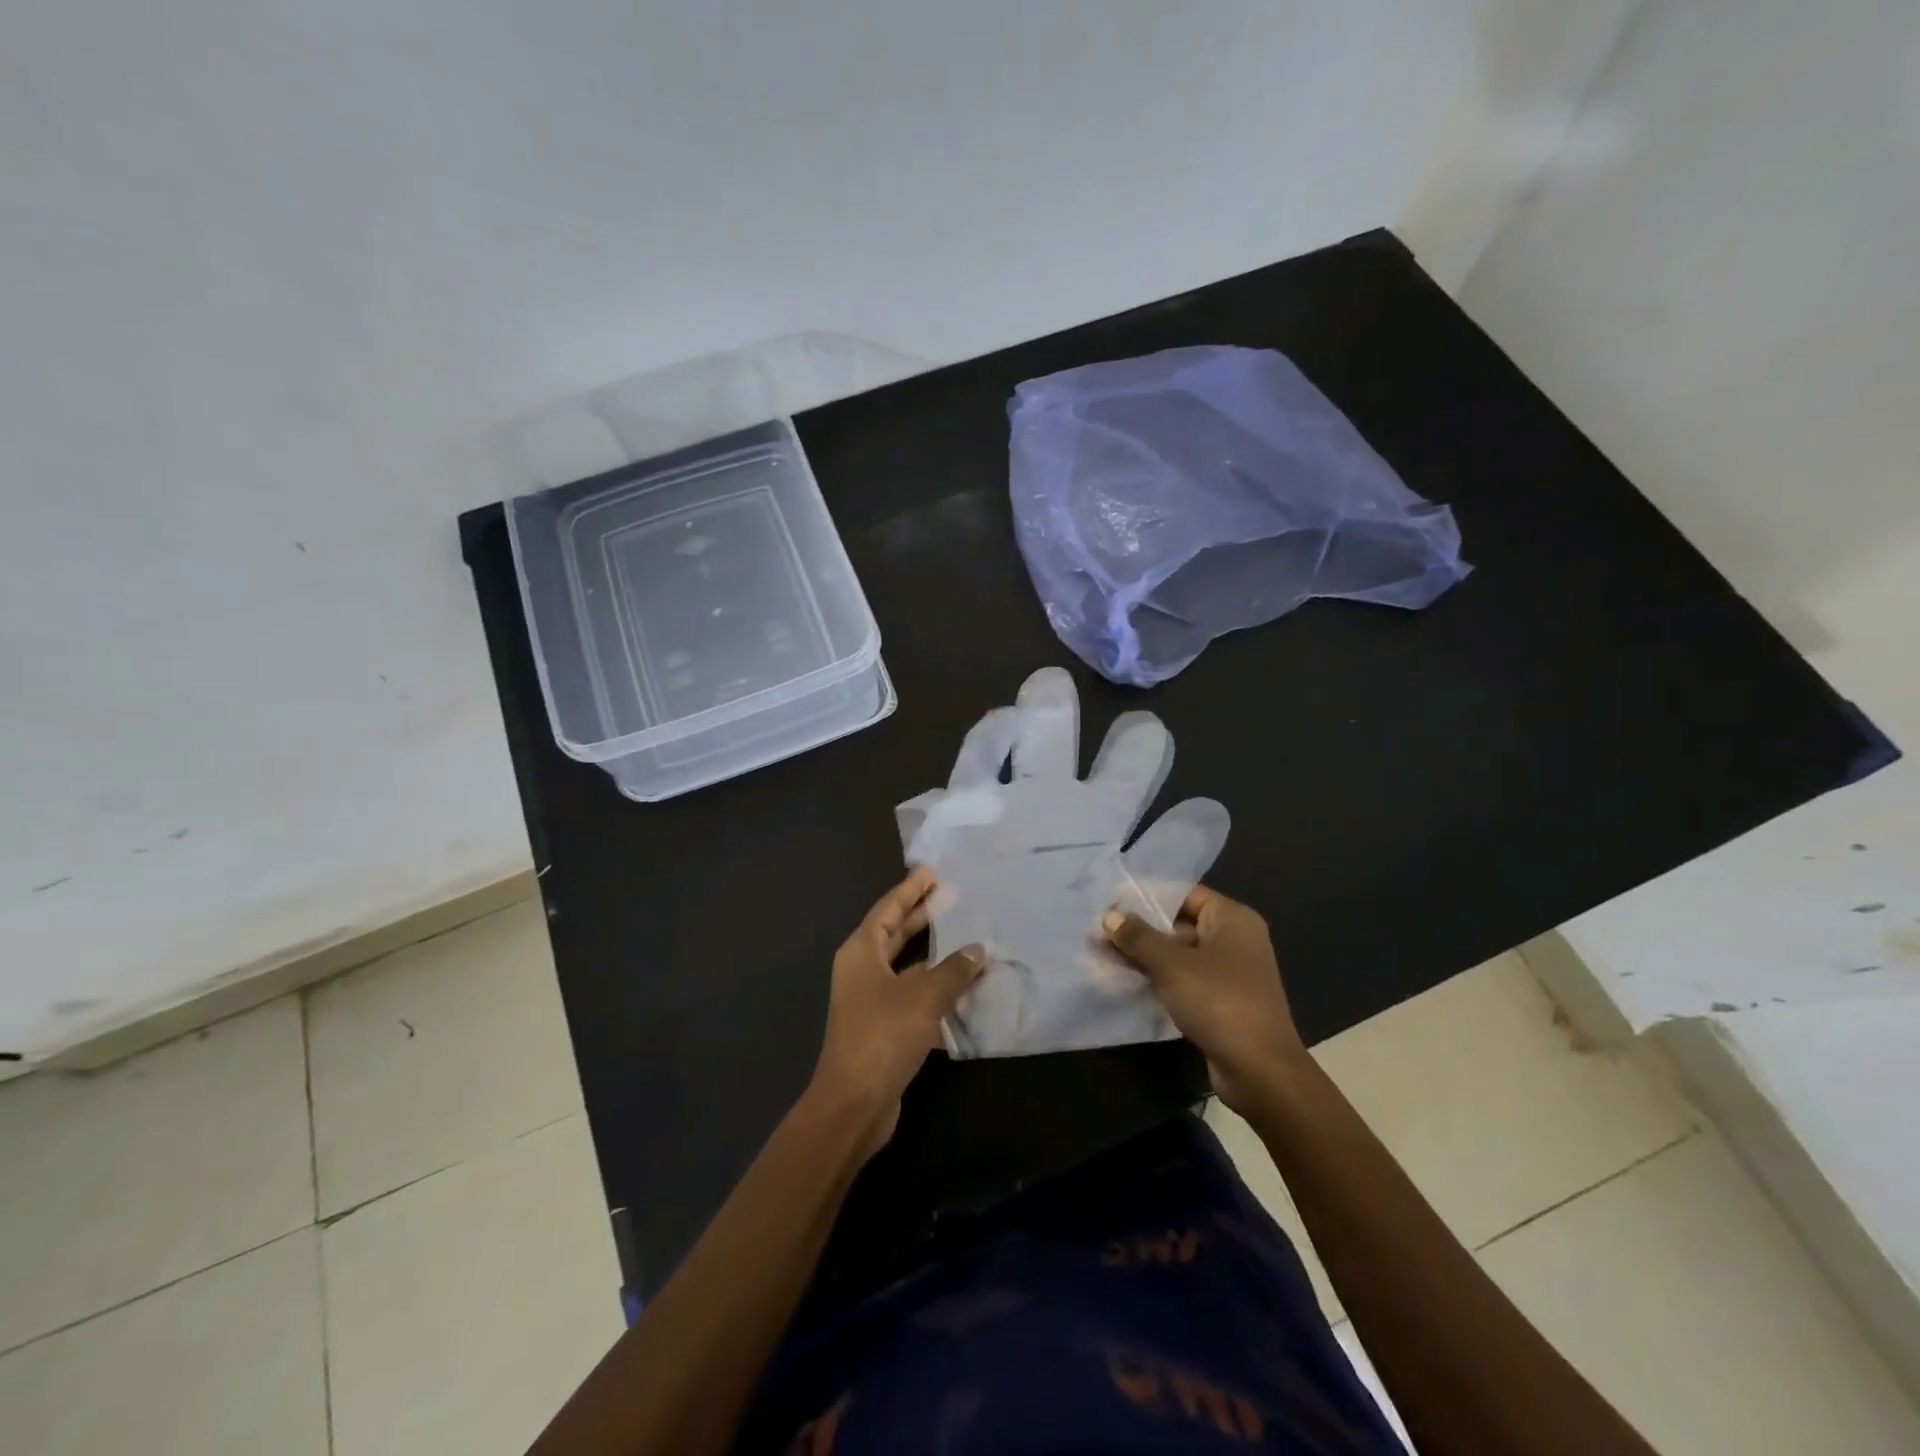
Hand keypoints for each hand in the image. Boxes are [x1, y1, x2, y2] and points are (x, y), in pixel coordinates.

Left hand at [810, 867, 984, 1157]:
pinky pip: (913, 995)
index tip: (931, 873)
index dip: (910, 890)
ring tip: (967, 938)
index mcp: (861, 952)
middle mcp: (862, 970)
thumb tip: (978, 950)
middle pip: (893, 933)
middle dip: (920, 916)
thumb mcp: (923, 996)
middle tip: (951, 897)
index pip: (888, 909)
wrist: (854, 1104)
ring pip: (906, 966)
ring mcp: (871, 1001)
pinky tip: (964, 987)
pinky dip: (935, 988)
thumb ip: (953, 970)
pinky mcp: (883, 1027)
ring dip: (934, 955)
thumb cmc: (883, 1036)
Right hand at [1103, 884, 1306, 1113]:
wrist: (1260, 1070)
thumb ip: (1139, 937)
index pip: (1185, 894)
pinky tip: (1126, 981)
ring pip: (1179, 955)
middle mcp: (1235, 940)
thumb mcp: (1171, 964)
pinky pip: (1184, 980)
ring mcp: (1229, 972)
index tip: (1112, 900)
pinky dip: (1159, 979)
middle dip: (1141, 929)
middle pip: (1180, 924)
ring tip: (1104, 955)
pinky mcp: (1222, 1001)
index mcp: (1232, 919)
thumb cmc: (1218, 1001)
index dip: (1148, 896)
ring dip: (1145, 956)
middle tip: (1101, 930)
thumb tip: (1110, 915)